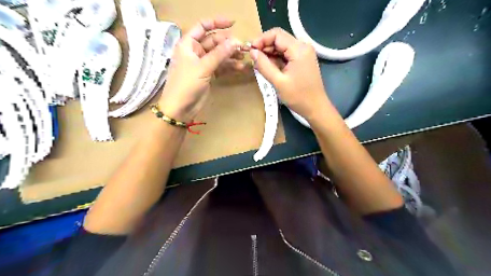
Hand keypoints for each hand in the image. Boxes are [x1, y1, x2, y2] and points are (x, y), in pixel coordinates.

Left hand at [157, 18, 240, 121]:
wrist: (180, 108)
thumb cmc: (186, 84)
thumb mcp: (203, 67)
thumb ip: (219, 54)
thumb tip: (235, 41)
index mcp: (188, 44)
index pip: (203, 27)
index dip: (217, 23)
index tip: (233, 24)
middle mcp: (195, 52)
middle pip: (214, 42)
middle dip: (228, 44)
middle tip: (243, 48)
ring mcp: (202, 64)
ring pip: (219, 55)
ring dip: (231, 56)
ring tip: (244, 57)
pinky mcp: (208, 75)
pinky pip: (220, 67)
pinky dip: (229, 67)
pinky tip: (240, 67)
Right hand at [251, 28, 331, 121]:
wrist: (316, 108)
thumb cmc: (298, 96)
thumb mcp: (278, 82)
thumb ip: (264, 65)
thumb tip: (252, 52)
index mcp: (299, 49)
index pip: (276, 34)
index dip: (261, 40)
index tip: (251, 51)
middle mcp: (303, 47)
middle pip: (280, 39)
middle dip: (265, 47)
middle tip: (253, 59)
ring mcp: (304, 53)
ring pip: (282, 47)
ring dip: (270, 53)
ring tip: (259, 64)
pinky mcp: (303, 60)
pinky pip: (287, 54)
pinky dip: (277, 59)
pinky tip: (269, 67)